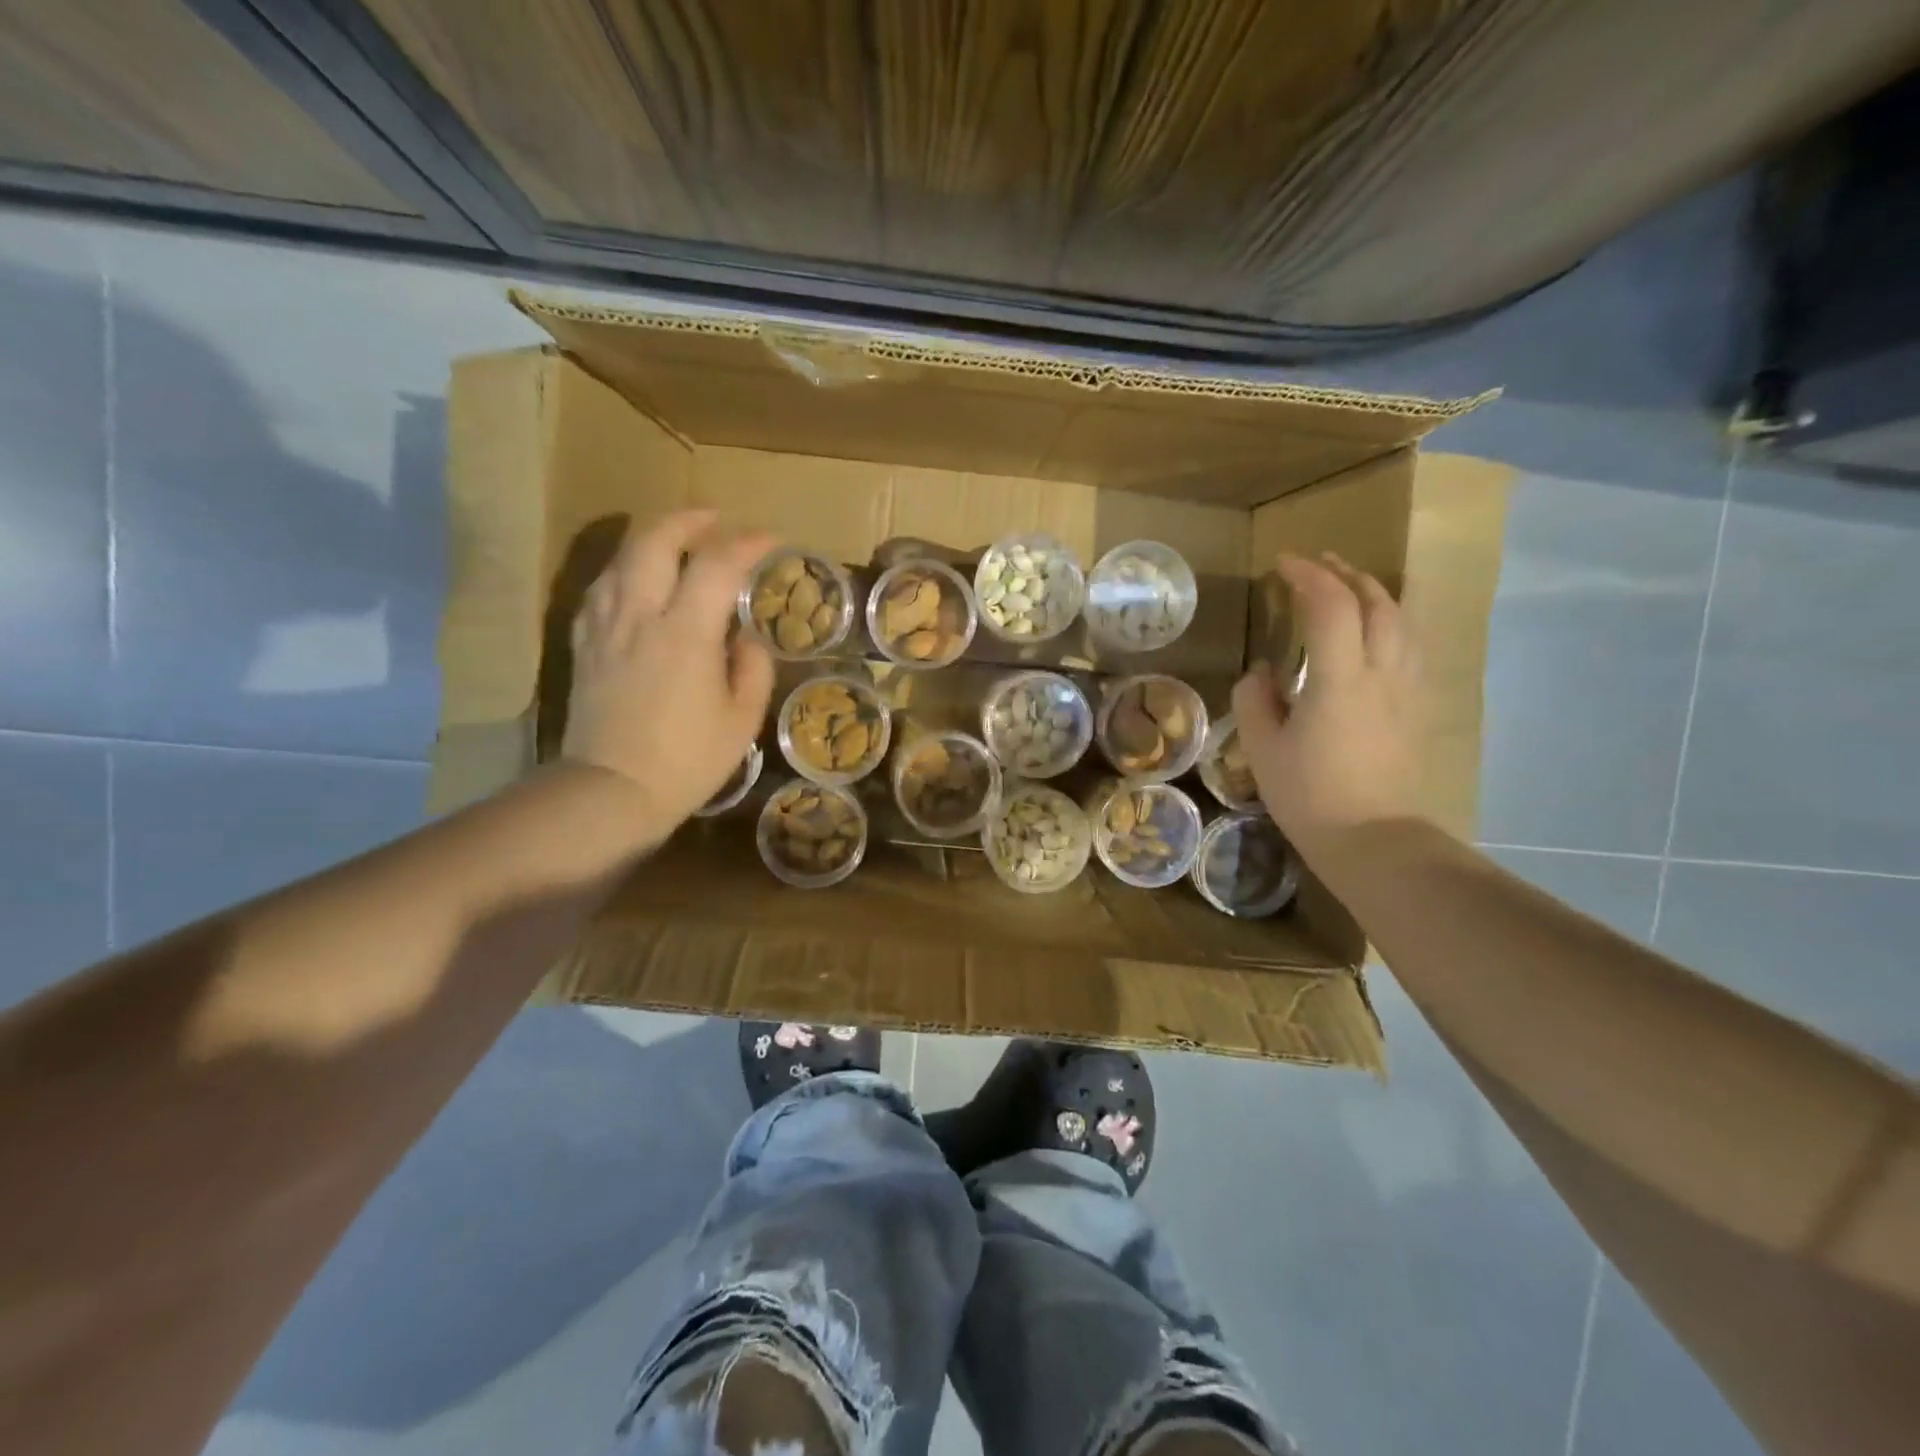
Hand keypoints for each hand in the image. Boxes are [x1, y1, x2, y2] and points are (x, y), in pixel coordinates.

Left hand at [561, 509, 775, 839]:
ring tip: (676, 545)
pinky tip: (637, 582)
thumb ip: (751, 667)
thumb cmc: (689, 759)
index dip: (747, 544)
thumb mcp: (742, 718)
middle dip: (687, 520)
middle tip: (714, 520)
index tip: (770, 541)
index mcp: (685, 632)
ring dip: (652, 540)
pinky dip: (625, 572)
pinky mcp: (584, 646)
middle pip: (654, 541)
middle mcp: (639, 616)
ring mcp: (605, 628)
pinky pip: (601, 589)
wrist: (613, 790)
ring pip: (621, 559)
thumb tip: (745, 637)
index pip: (717, 565)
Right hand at [1231, 552, 1422, 856]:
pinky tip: (1378, 630)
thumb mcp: (1263, 749)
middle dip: (1345, 573)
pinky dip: (1392, 621)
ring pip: (1402, 620)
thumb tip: (1263, 672)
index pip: (1329, 605)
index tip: (1281, 564)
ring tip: (1350, 584)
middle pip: (1375, 602)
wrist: (1373, 838)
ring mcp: (1406, 689)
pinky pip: (1410, 646)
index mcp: (1339, 679)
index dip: (1306, 576)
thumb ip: (1257, 700)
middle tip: (1317, 563)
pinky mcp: (1417, 707)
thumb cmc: (1309, 795)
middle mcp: (1381, 672)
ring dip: (1374, 592)